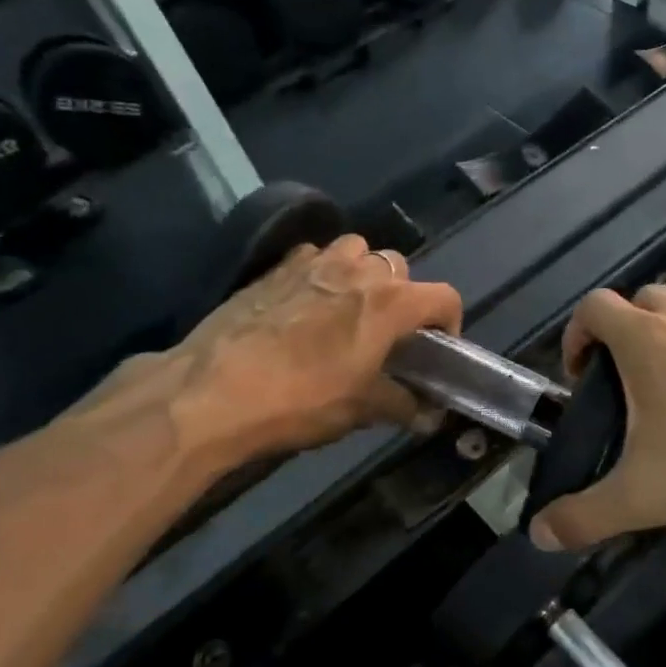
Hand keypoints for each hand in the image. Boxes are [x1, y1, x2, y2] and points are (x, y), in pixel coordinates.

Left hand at [99, 235, 461, 467]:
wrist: (215, 391)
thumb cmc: (302, 400)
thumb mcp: (361, 409)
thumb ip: (403, 405)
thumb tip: (428, 415)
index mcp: (390, 302)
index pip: (444, 297)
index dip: (450, 322)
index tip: (437, 348)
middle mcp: (359, 271)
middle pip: (400, 268)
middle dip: (404, 295)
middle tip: (389, 332)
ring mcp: (315, 263)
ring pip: (357, 250)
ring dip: (364, 273)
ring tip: (350, 307)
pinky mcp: (276, 267)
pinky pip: (314, 256)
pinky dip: (322, 271)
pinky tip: (308, 302)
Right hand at [527, 284, 665, 549]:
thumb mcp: (642, 496)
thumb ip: (585, 516)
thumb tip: (540, 534)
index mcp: (647, 341)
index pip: (595, 306)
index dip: (576, 333)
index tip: (580, 376)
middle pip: (641, 300)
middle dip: (621, 331)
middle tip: (620, 381)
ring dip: (664, 340)